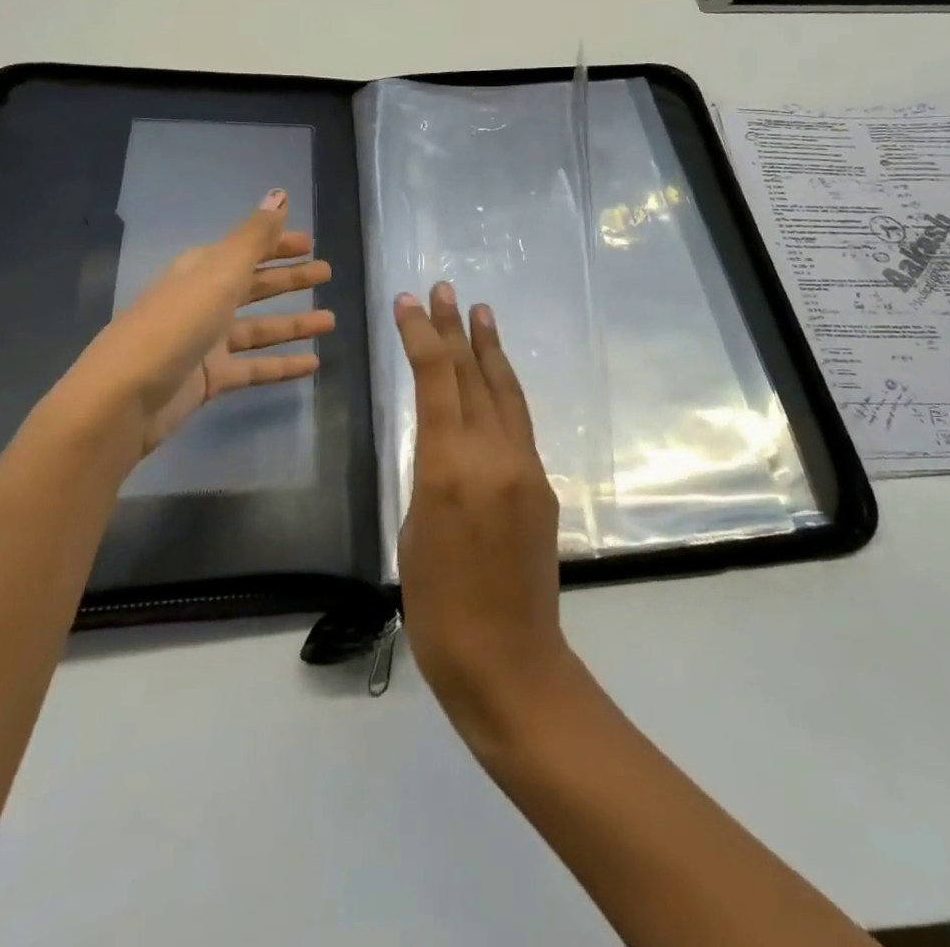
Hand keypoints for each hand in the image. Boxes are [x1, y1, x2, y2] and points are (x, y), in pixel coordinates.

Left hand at [27, 189, 334, 485]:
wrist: (124, 396)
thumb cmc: (175, 324)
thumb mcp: (219, 273)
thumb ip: (255, 237)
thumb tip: (280, 193)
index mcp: (202, 271)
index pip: (246, 250)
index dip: (277, 245)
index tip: (311, 244)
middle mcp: (204, 301)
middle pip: (254, 286)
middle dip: (290, 279)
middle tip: (327, 274)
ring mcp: (206, 342)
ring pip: (259, 329)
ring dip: (294, 323)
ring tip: (330, 321)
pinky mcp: (210, 379)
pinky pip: (255, 367)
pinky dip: (282, 365)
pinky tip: (313, 365)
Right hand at [396, 282, 575, 754]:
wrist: (509, 661)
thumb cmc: (438, 609)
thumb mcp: (415, 532)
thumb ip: (431, 474)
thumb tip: (444, 441)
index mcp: (449, 469)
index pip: (436, 381)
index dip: (421, 336)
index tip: (407, 302)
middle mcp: (493, 455)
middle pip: (473, 375)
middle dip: (455, 329)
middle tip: (444, 289)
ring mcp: (525, 467)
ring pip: (505, 392)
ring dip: (489, 349)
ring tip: (479, 312)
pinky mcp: (542, 484)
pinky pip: (519, 424)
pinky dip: (503, 390)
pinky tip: (495, 377)